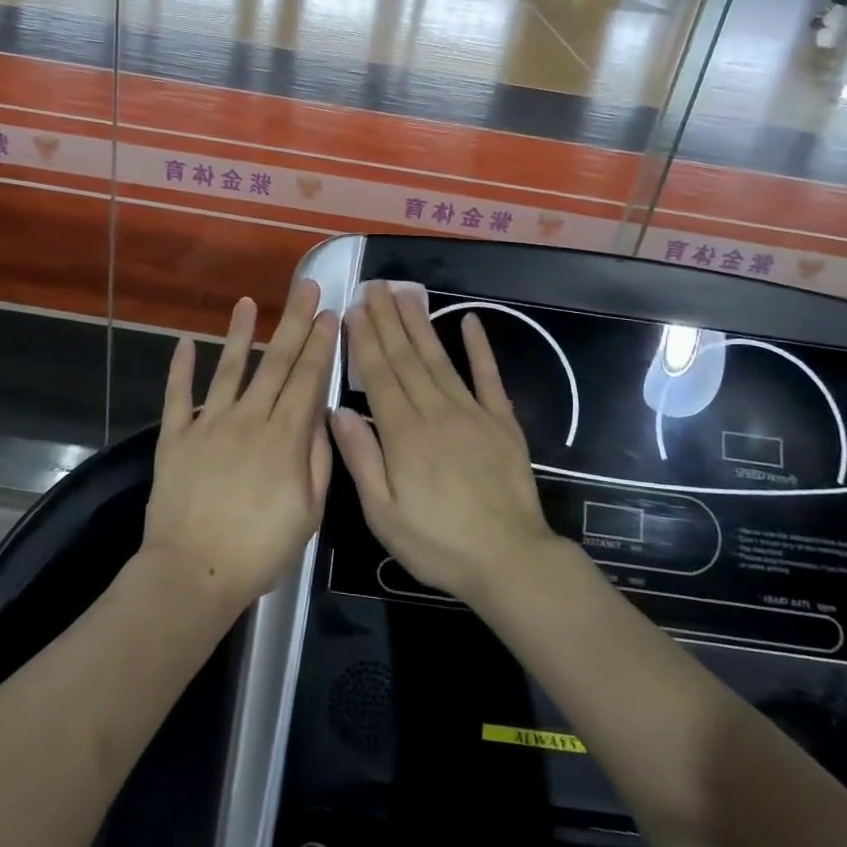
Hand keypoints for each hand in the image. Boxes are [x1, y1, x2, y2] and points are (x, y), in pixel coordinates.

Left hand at [142, 280, 338, 613]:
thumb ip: (317, 460)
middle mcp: (248, 419)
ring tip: (249, 301)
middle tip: (306, 287)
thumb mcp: (308, 513)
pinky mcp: (175, 437)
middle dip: (294, 322)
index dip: (320, 344)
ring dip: (241, 333)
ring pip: (229, 369)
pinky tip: (186, 341)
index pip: (307, 379)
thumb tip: (321, 414)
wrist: (193, 573)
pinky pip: (177, 396)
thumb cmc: (259, 550)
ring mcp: (208, 424)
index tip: (330, 314)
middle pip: (276, 363)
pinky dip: (181, 368)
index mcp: (284, 437)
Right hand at [330, 281, 556, 604]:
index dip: (364, 340)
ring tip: (406, 294)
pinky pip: (488, 377)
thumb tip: (338, 410)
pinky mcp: (502, 421)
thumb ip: (361, 458)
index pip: (378, 375)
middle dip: (388, 320)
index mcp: (403, 433)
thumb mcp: (383, 514)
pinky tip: (470, 321)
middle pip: (406, 358)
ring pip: (440, 358)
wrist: (509, 559)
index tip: (354, 309)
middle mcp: (435, 411)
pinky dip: (479, 347)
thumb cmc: (437, 543)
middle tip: (375, 286)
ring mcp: (472, 412)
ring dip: (421, 324)